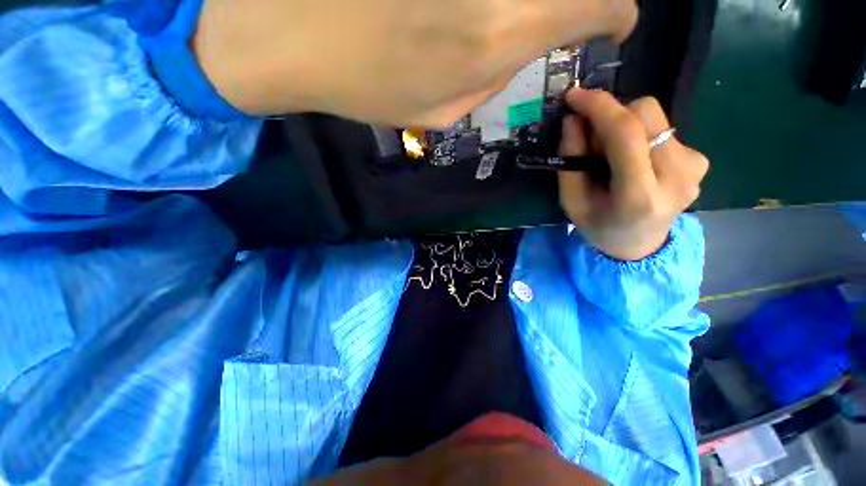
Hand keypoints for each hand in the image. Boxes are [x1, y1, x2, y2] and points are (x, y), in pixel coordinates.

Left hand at [192, 0, 636, 126]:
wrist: (291, 33)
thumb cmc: (365, 85)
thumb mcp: (439, 111)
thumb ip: (492, 78)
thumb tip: (522, 45)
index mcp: (500, 31)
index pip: (599, 5)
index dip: (615, 14)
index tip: (613, 24)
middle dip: (578, 0)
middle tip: (561, 17)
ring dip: (530, 4)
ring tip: (497, 24)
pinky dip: (494, 2)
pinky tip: (467, 14)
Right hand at [557, 88, 708, 260]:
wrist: (639, 246)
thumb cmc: (599, 227)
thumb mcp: (572, 202)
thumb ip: (570, 162)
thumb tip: (573, 120)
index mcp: (639, 195)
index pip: (626, 134)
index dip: (599, 107)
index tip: (574, 96)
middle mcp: (677, 176)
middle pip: (646, 113)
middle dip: (611, 115)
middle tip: (591, 138)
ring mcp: (695, 167)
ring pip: (656, 117)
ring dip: (625, 126)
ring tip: (612, 155)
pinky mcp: (701, 160)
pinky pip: (664, 129)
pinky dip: (641, 135)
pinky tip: (633, 159)